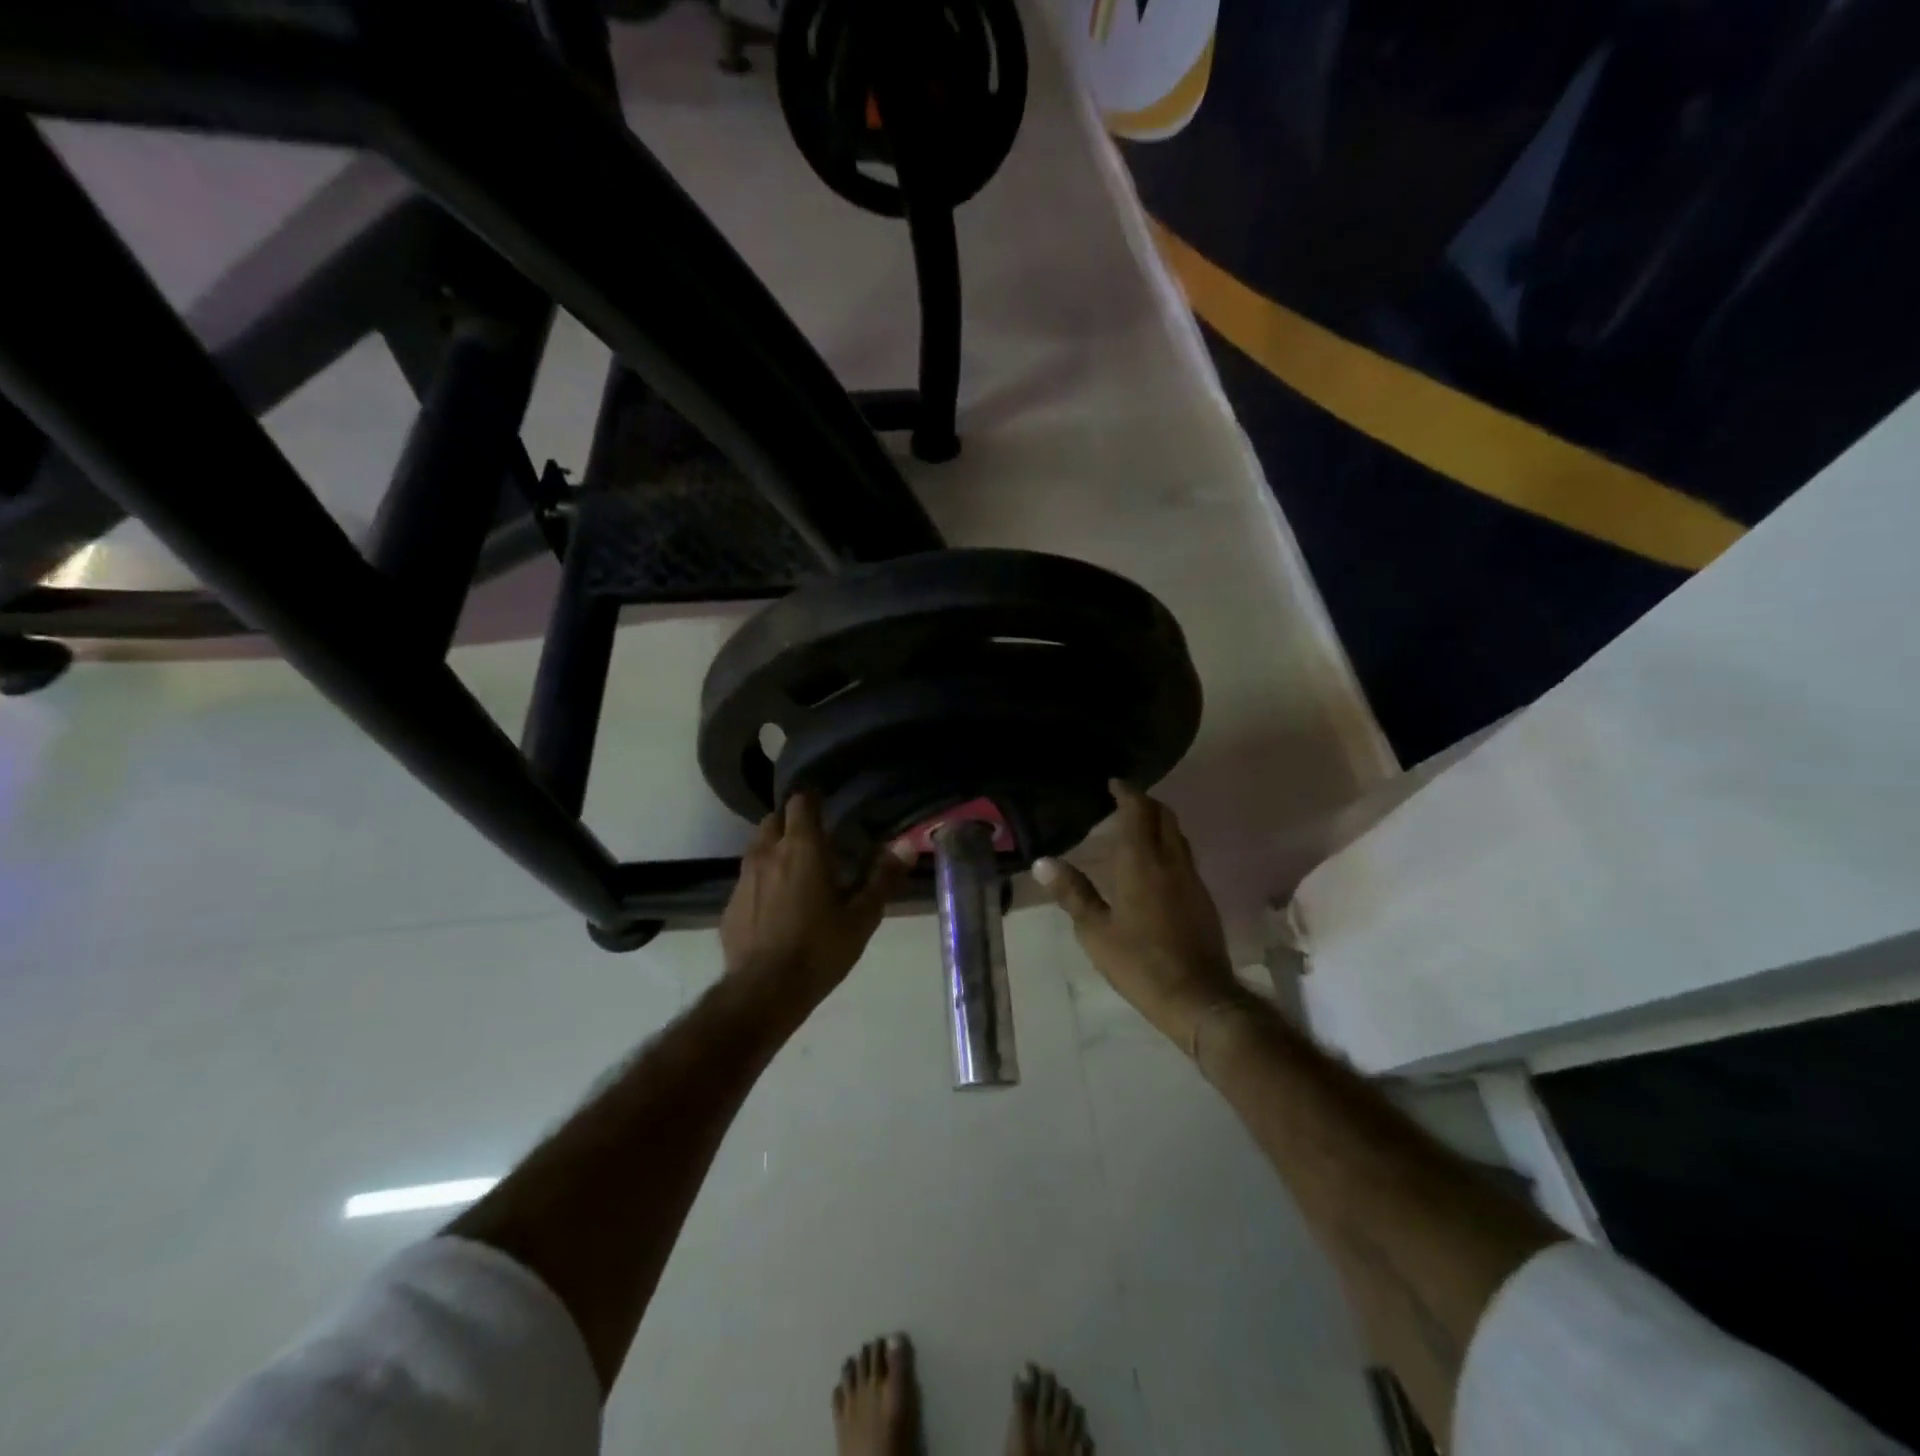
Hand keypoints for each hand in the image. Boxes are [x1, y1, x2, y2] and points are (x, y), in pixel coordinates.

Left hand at [720, 793, 912, 1026]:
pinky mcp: (730, 906)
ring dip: (774, 851)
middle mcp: (767, 853)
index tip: (827, 806)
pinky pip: (747, 882)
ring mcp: (743, 879)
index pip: (800, 801)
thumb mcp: (862, 917)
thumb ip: (883, 877)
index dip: (813, 799)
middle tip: (814, 841)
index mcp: (801, 847)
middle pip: (774, 820)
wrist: (765, 992)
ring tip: (796, 873)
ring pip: (757, 849)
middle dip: (791, 823)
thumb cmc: (820, 949)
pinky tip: (776, 909)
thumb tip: (907, 844)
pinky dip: (762, 883)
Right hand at [1033, 780, 1242, 1046]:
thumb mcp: (1095, 930)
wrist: (1197, 996)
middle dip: (1146, 802)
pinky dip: (1168, 845)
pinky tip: (1154, 865)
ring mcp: (1192, 879)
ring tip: (1136, 828)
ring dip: (1159, 823)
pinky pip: (1184, 856)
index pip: (1139, 811)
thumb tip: (1043, 862)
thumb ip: (1072, 892)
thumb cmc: (1138, 962)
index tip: (1113, 783)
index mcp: (1141, 862)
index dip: (1127, 792)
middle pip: (1164, 816)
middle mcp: (1171, 861)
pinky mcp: (1203, 897)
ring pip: (1177, 835)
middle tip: (1123, 801)